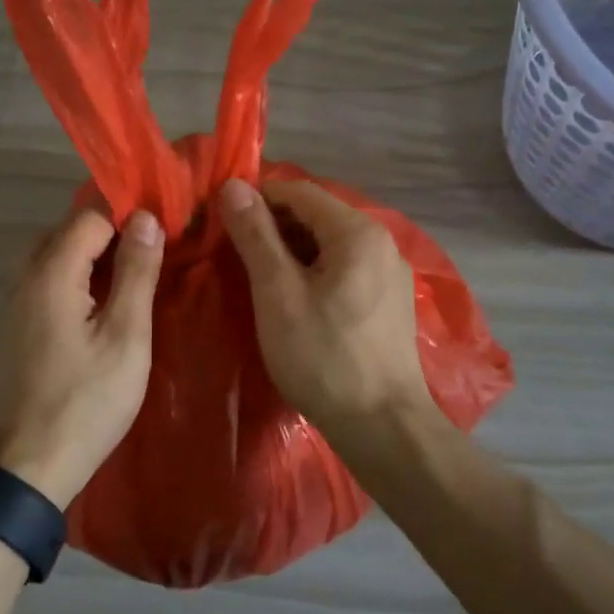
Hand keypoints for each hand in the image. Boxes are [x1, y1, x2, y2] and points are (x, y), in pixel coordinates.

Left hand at [0, 206, 164, 507]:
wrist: (27, 468)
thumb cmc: (85, 401)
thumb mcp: (126, 336)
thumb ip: (135, 272)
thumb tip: (145, 217)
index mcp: (51, 273)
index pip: (90, 215)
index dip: (127, 214)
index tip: (163, 226)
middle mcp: (24, 279)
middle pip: (67, 231)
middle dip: (109, 232)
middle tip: (150, 253)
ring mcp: (13, 305)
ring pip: (53, 257)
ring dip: (91, 257)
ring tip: (131, 277)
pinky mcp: (13, 330)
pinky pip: (45, 284)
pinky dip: (74, 280)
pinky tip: (100, 307)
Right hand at [218, 177, 436, 440]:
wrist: (384, 427)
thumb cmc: (324, 356)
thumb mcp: (278, 293)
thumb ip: (255, 235)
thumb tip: (232, 185)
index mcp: (357, 230)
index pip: (298, 190)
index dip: (257, 198)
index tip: (223, 222)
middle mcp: (381, 240)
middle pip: (317, 214)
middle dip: (273, 226)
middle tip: (235, 254)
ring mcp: (390, 272)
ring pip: (330, 242)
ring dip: (292, 250)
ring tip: (259, 278)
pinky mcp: (390, 300)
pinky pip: (345, 267)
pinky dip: (315, 271)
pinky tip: (295, 300)